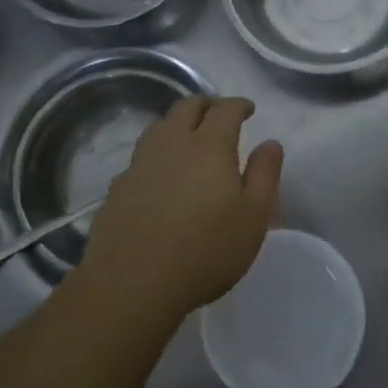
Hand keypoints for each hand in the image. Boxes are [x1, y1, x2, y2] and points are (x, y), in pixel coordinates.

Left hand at [81, 96, 282, 321]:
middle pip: (187, 108)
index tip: (248, 109)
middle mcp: (172, 144)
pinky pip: (141, 156)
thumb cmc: (205, 251)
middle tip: (218, 114)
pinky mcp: (117, 187)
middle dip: (206, 104)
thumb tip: (270, 143)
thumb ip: (264, 175)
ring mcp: (139, 164)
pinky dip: (157, 153)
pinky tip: (160, 173)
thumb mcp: (253, 217)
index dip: (238, 104)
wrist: (132, 283)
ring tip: (188, 136)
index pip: (225, 110)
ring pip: (159, 127)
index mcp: (209, 146)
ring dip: (177, 123)